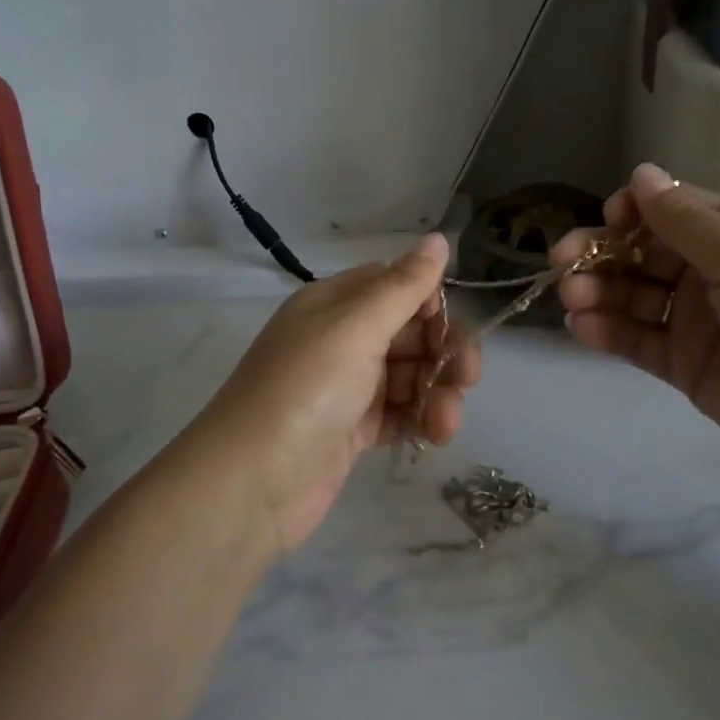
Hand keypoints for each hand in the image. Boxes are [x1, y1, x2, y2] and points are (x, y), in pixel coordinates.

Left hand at [193, 234, 480, 552]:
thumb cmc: (305, 389)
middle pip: (410, 333)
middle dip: (444, 353)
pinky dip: (420, 420)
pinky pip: (400, 413)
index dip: (430, 303)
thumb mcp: (356, 327)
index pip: (395, 286)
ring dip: (437, 393)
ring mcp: (347, 387)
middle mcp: (341, 339)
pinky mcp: (353, 429)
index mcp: (335, 304)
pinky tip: (433, 436)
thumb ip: (404, 285)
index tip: (449, 328)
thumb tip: (439, 237)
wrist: (252, 483)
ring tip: (444, 423)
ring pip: (411, 376)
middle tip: (466, 379)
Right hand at [553, 165, 719, 507]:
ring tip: (572, 300)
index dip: (633, 211)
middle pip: (641, 252)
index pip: (671, 209)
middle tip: (562, 263)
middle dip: (600, 253)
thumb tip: (640, 172)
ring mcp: (693, 320)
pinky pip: (635, 340)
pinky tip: (581, 329)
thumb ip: (686, 220)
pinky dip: (606, 332)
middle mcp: (709, 272)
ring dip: (597, 292)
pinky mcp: (681, 364)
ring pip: (631, 296)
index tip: (607, 219)